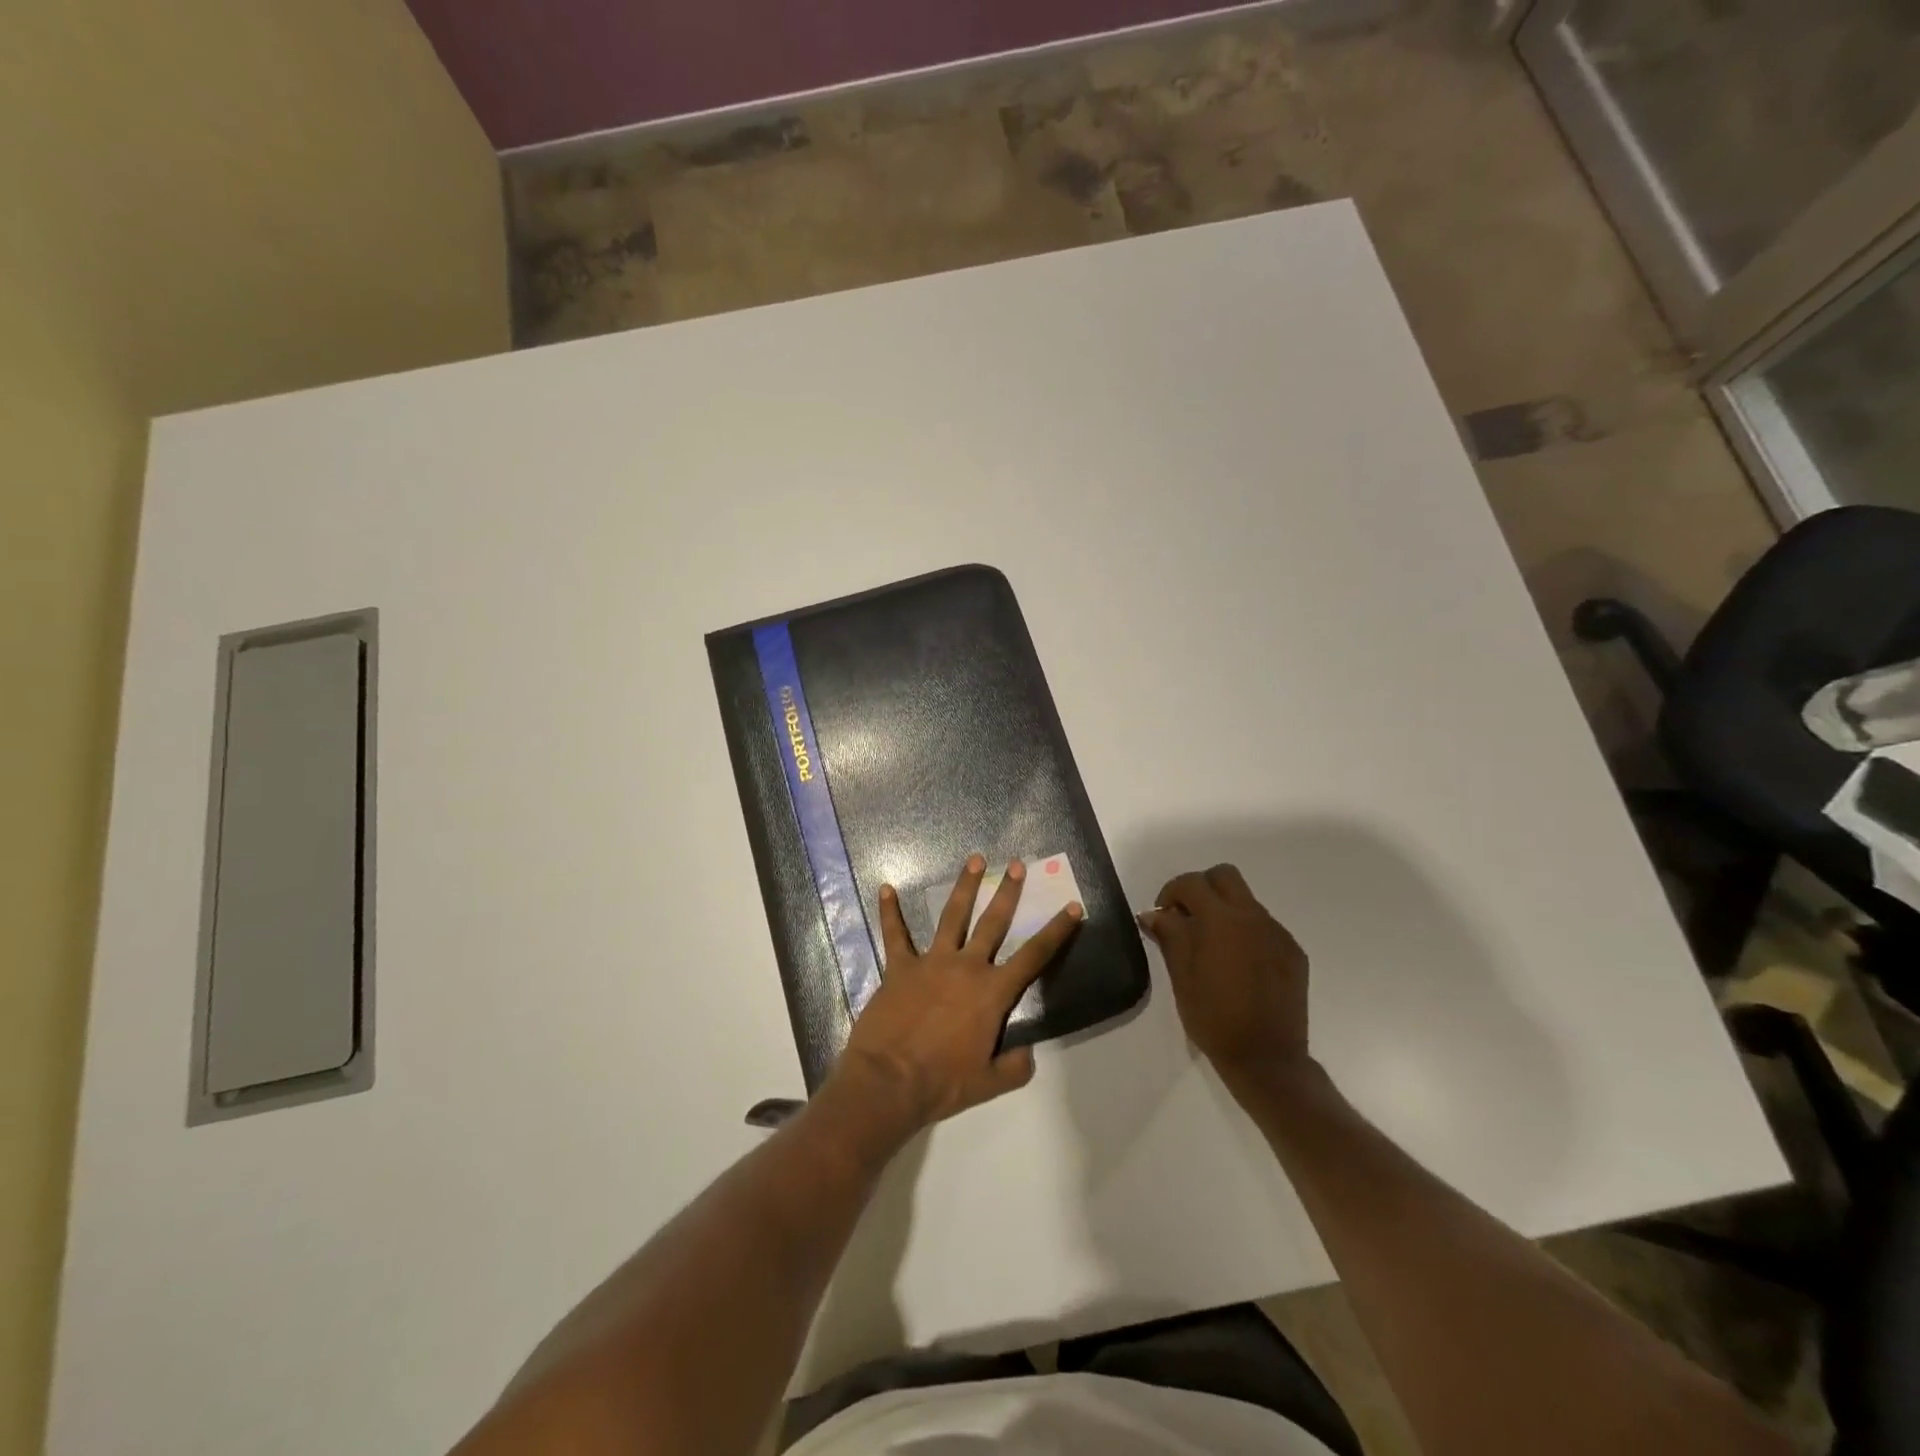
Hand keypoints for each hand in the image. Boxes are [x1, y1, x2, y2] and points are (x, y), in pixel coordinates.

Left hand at [833, 855, 1083, 1132]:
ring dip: (964, 887)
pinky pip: (895, 934)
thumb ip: (1014, 1066)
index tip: (1072, 907)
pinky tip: (885, 889)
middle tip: (1016, 865)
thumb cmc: (943, 1083)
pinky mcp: (899, 967)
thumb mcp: (990, 1083)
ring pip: (951, 916)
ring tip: (975, 860)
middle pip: (993, 923)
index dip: (1055, 931)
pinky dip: (889, 912)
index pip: (1033, 956)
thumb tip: (1027, 1053)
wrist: (889, 1081)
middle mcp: (966, 967)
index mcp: (992, 992)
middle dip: (1008, 893)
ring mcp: (931, 962)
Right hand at [1138, 864, 1310, 1092]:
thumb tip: (1155, 913)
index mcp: (1221, 920)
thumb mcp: (1181, 977)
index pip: (1192, 883)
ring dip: (1225, 910)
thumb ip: (1169, 936)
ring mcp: (1277, 933)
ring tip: (1213, 946)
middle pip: (1225, 876)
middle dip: (1202, 888)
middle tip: (1188, 917)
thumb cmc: (1214, 1018)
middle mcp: (1253, 917)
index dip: (1171, 892)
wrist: (1267, 1058)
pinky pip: (1264, 926)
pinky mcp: (1293, 952)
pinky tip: (1239, 965)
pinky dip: (1246, 932)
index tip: (1163, 915)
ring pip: (1246, 901)